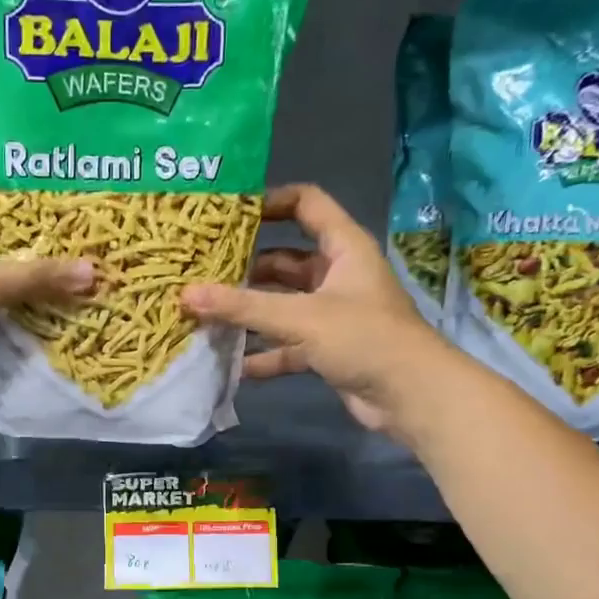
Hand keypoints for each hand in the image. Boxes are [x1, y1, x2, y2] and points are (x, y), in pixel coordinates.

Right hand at [181, 184, 441, 437]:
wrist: (411, 396)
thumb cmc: (364, 339)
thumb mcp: (300, 317)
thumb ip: (243, 307)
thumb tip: (186, 294)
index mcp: (343, 248)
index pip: (306, 204)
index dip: (270, 201)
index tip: (227, 214)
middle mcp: (337, 275)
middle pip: (285, 260)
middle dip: (245, 268)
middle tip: (201, 272)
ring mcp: (331, 315)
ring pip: (282, 305)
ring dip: (249, 313)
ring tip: (205, 316)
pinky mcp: (327, 349)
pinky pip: (286, 345)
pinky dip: (263, 353)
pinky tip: (230, 363)